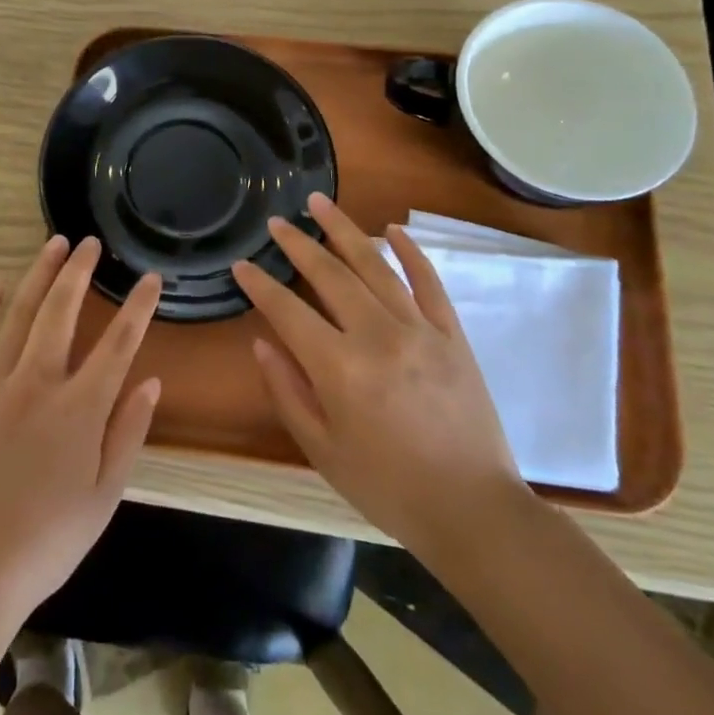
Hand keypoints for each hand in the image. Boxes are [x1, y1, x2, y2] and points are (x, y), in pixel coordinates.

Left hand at [0, 236, 162, 620]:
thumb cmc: (47, 540)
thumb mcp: (105, 496)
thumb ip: (128, 433)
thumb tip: (152, 382)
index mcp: (80, 408)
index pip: (119, 343)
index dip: (138, 307)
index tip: (150, 278)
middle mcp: (39, 383)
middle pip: (61, 311)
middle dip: (79, 271)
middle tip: (90, 242)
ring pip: (20, 314)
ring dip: (38, 275)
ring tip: (53, 245)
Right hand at [233, 193, 530, 557]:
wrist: (472, 511)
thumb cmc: (387, 487)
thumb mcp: (322, 449)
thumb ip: (287, 391)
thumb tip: (262, 342)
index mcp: (340, 368)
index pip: (288, 311)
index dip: (260, 286)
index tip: (241, 265)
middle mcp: (378, 336)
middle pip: (330, 276)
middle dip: (298, 244)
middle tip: (276, 221)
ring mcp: (420, 330)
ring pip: (376, 266)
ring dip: (345, 231)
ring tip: (320, 203)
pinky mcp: (453, 336)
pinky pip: (429, 283)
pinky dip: (411, 252)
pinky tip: (394, 229)